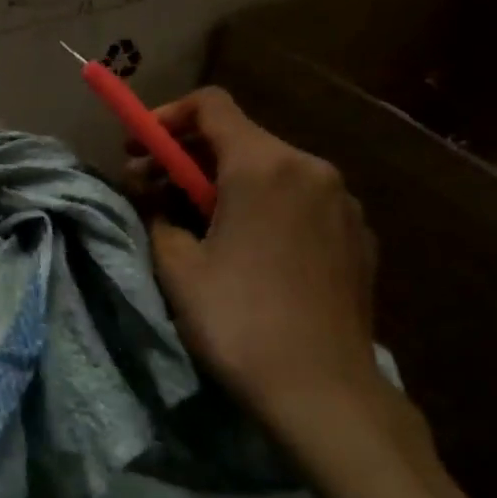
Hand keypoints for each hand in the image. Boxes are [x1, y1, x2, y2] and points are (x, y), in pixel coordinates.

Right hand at [128, 88, 422, 462]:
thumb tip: (153, 195)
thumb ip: (158, 213)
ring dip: (223, 182)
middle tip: (150, 187)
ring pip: (270, 169)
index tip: (139, 147)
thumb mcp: (178, 266)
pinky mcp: (357, 236)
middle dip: (188, 155)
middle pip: (239, 136)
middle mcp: (310, 169)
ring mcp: (342, 202)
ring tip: (195, 222)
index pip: (210, 105)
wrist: (324, 392)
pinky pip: (299, 200)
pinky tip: (245, 248)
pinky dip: (263, 205)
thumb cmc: (240, 321)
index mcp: (264, 166)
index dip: (166, 116)